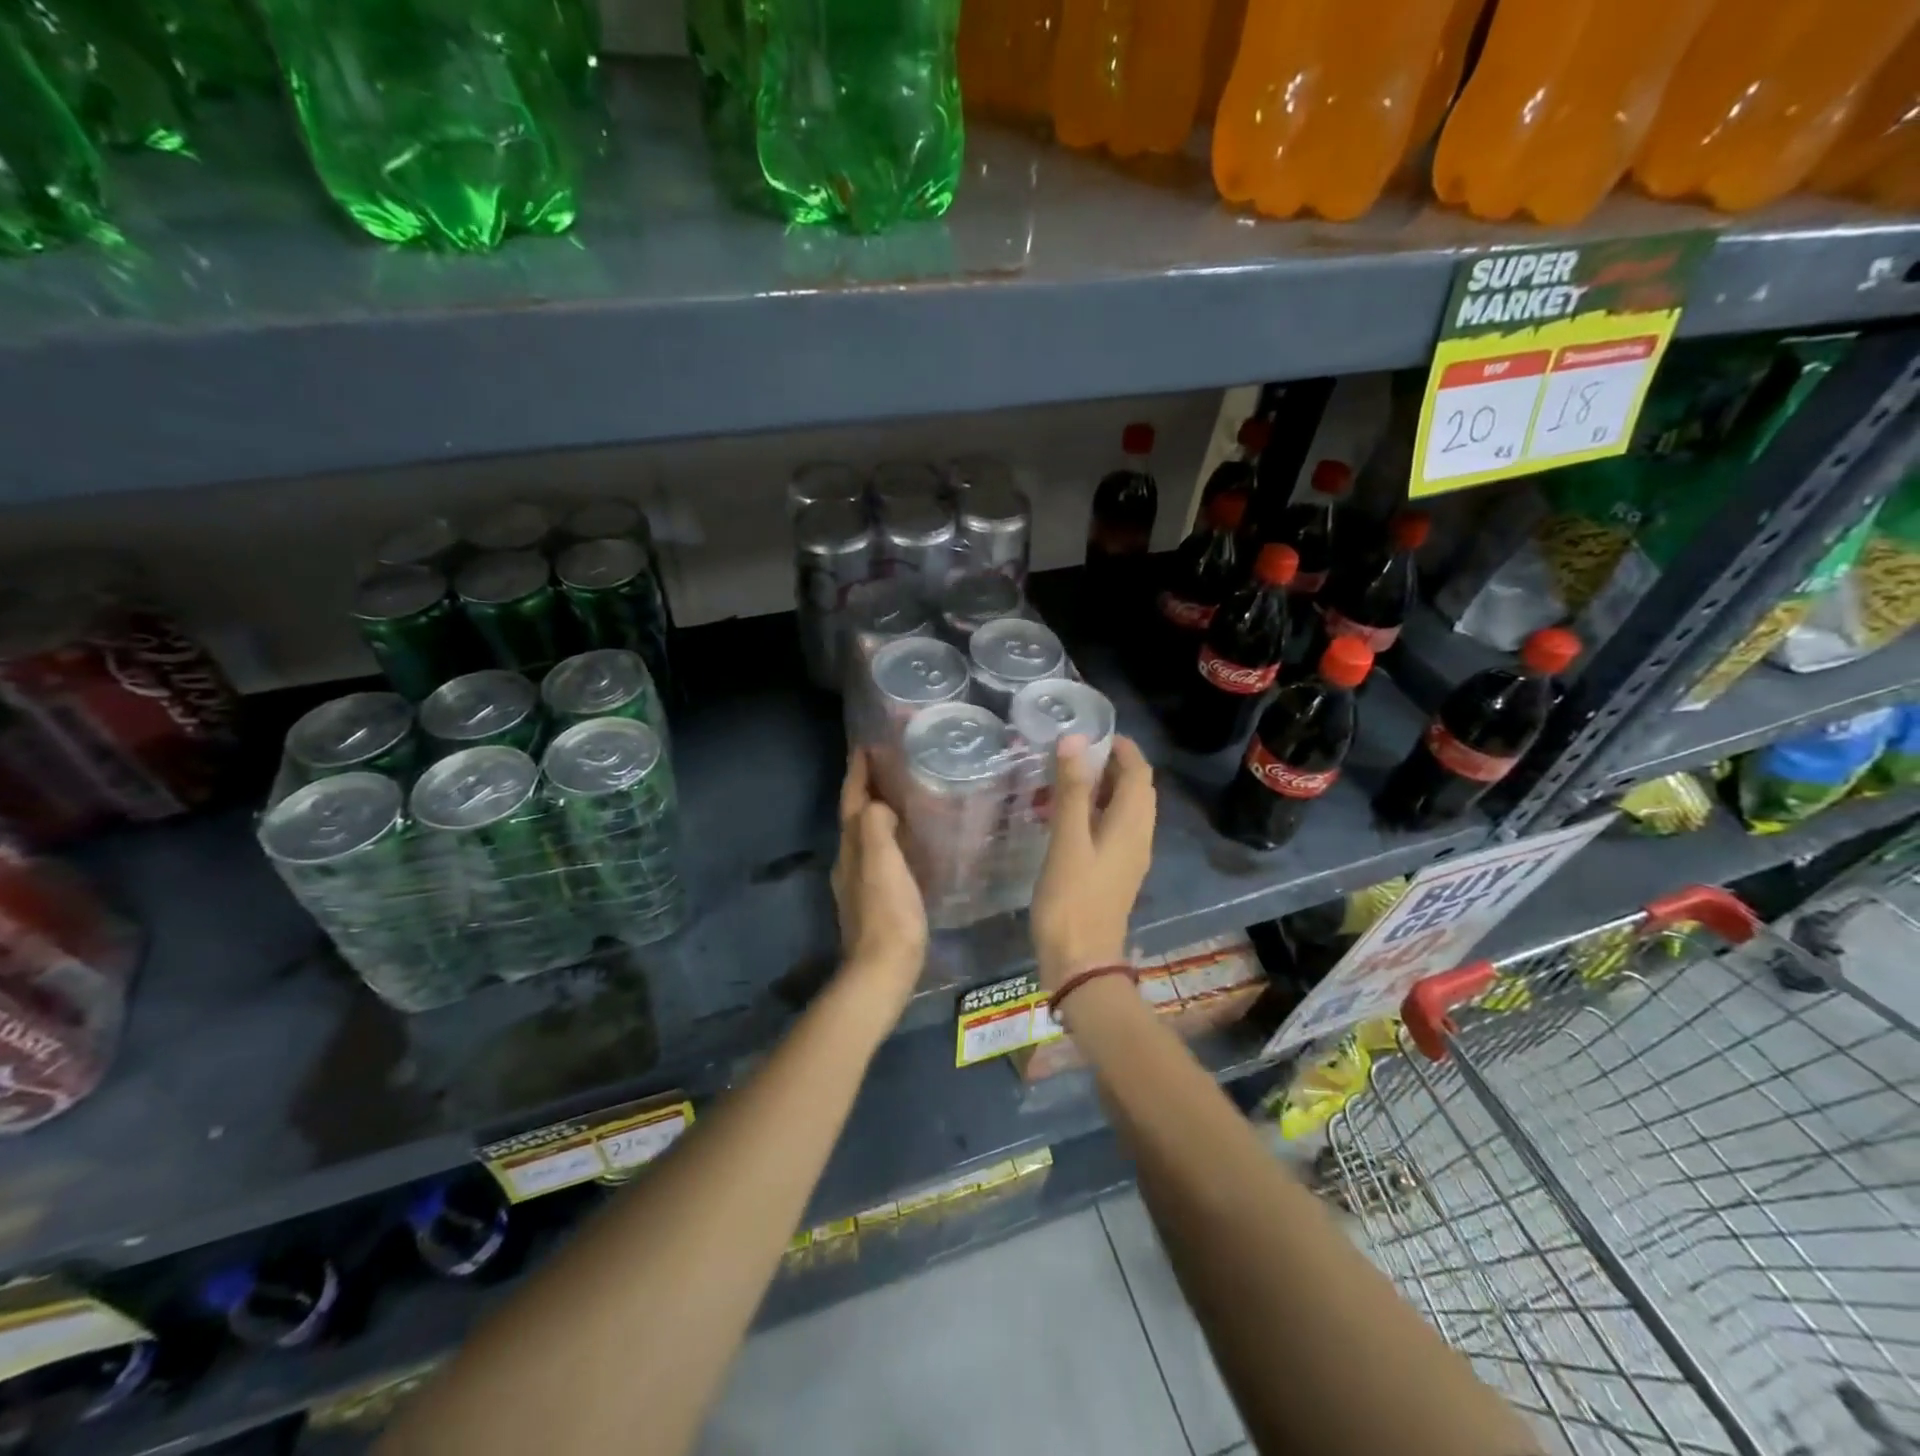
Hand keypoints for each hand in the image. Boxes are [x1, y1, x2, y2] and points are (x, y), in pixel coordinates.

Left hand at [832, 749, 928, 1016]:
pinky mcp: (873, 899)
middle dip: (866, 787)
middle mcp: (849, 860)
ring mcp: (858, 882)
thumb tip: (878, 804)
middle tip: (888, 764)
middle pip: (854, 815)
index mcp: (851, 847)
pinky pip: (879, 854)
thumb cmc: (888, 913)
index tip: (867, 745)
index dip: (858, 772)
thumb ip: (876, 827)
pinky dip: (887, 836)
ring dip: (876, 811)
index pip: (851, 799)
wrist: (882, 971)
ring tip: (900, 795)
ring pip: (865, 835)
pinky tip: (907, 840)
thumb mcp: (883, 863)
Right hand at [1031, 735, 1154, 991]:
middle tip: (1075, 751)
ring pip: (1124, 810)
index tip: (1094, 730)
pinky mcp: (1115, 873)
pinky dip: (1096, 811)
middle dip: (1112, 765)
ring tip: (1067, 777)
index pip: (1140, 773)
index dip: (1123, 748)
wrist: (1080, 961)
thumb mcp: (1068, 839)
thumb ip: (1072, 790)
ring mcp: (1128, 858)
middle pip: (1135, 790)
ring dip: (1103, 788)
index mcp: (1132, 825)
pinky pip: (1113, 829)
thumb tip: (1076, 740)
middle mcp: (1139, 837)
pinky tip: (1067, 816)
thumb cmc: (1072, 898)